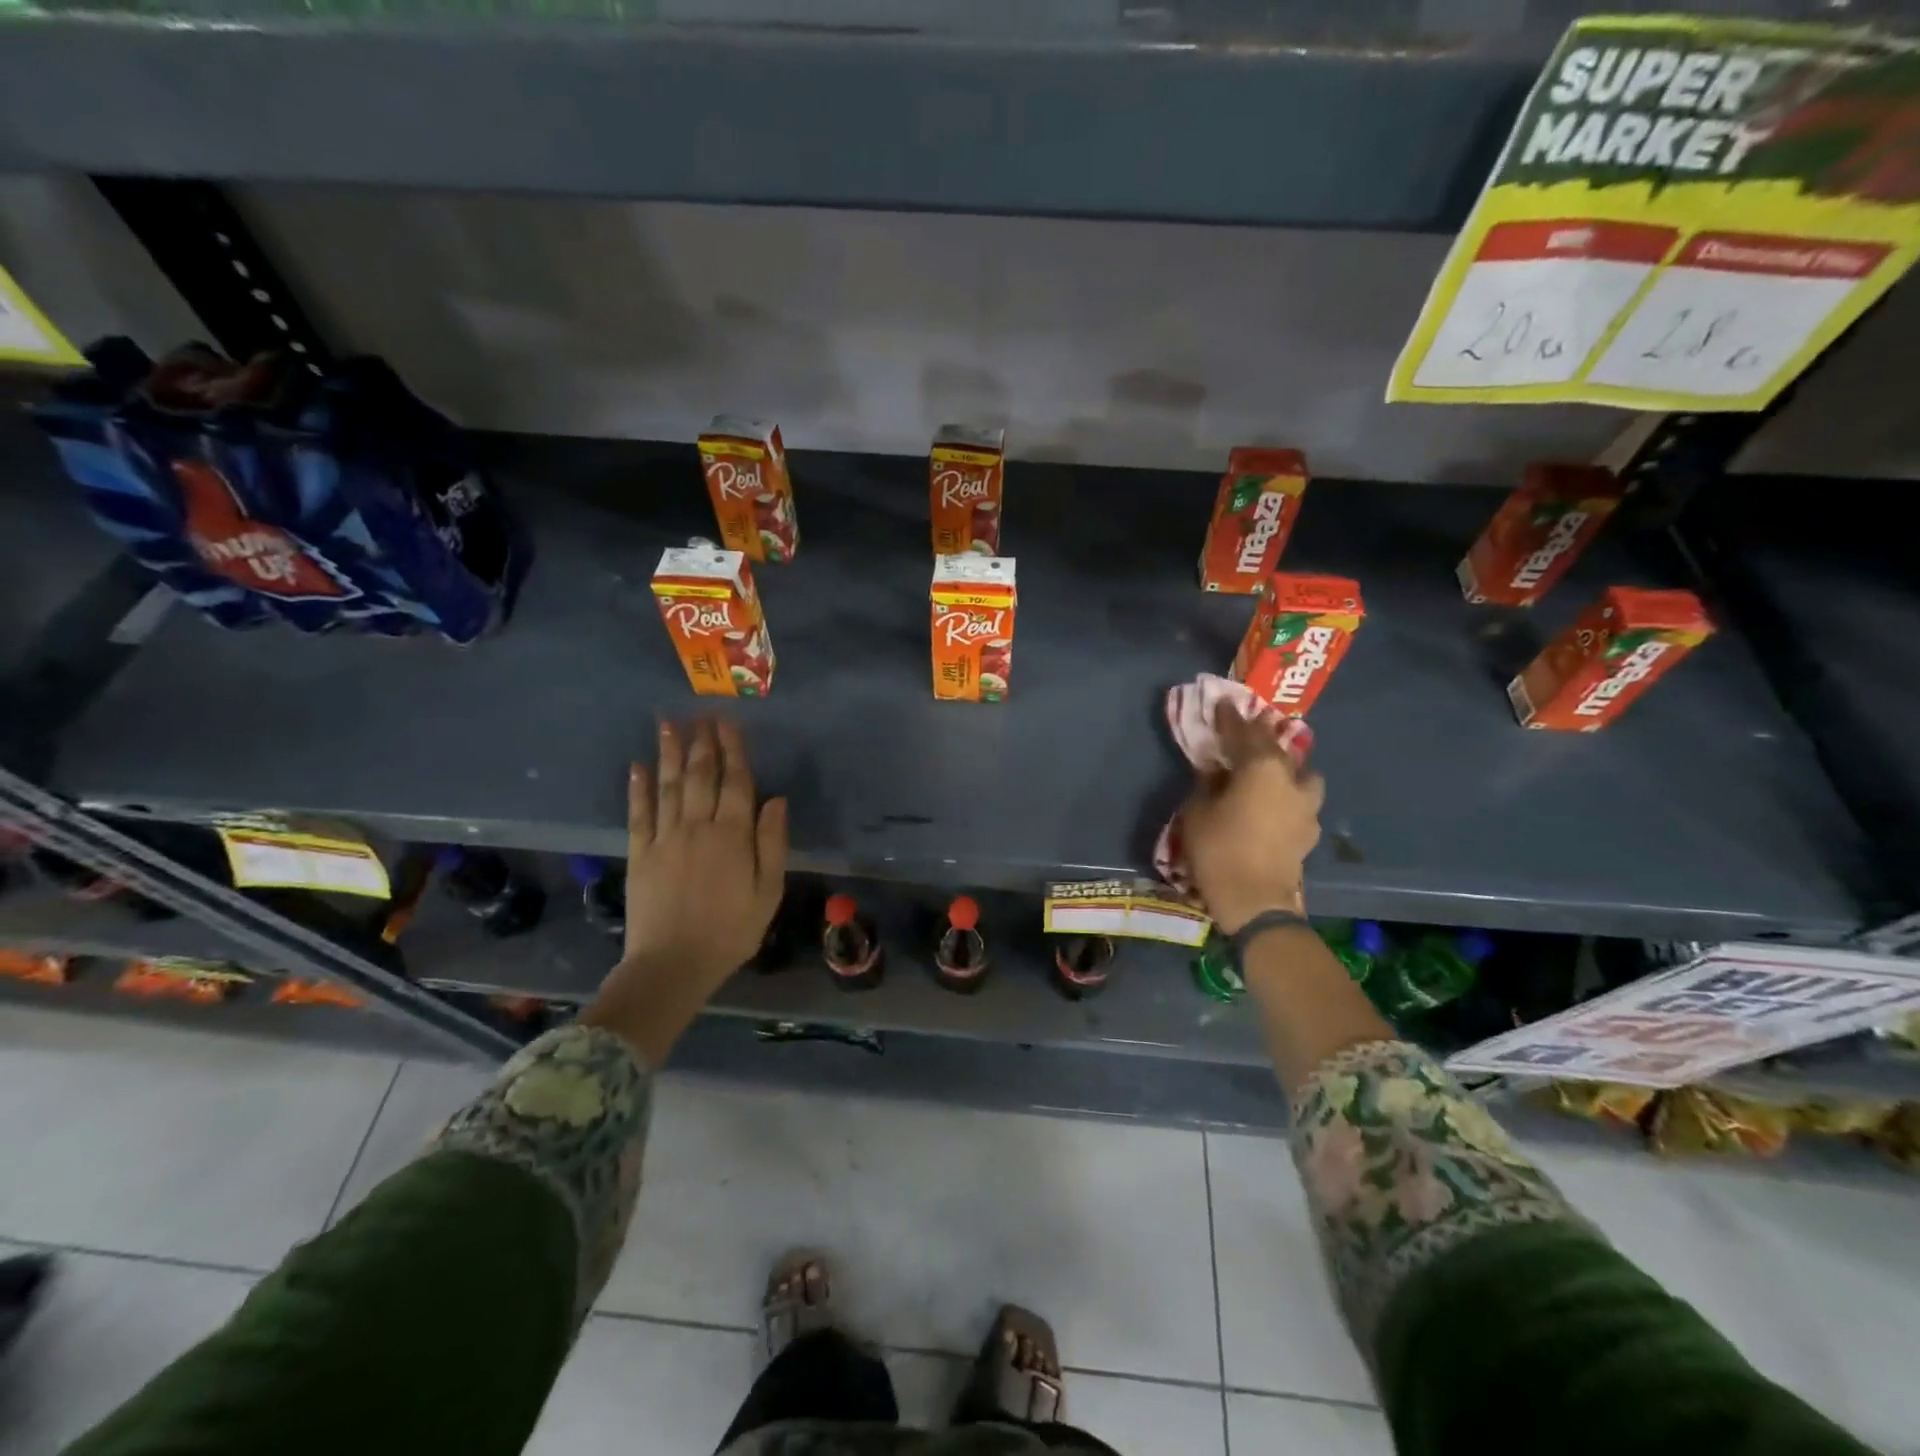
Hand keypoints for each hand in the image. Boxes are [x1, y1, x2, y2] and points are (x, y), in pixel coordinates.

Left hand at [623, 718, 787, 983]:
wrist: (673, 964)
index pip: (736, 782)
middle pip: (700, 776)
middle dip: (702, 742)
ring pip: (669, 786)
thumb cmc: (730, 931)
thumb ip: (773, 844)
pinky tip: (637, 765)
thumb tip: (776, 800)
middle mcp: (698, 827)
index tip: (729, 722)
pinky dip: (638, 788)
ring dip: (669, 752)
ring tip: (668, 723)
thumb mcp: (768, 892)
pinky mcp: (640, 853)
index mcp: (733, 835)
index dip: (734, 750)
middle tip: (701, 713)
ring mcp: (665, 838)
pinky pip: (638, 813)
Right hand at [1180, 701, 1323, 933]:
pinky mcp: (1310, 830)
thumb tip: (1215, 768)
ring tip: (1271, 769)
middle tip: (1245, 729)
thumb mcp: (1198, 811)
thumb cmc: (1218, 850)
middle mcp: (1290, 779)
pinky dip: (1290, 794)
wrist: (1255, 901)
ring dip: (1287, 766)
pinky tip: (1277, 803)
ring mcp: (1306, 806)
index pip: (1244, 732)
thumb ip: (1207, 783)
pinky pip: (1302, 800)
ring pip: (1302, 773)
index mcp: (1261, 768)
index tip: (1222, 704)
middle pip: (1276, 747)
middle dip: (1260, 736)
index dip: (1231, 718)